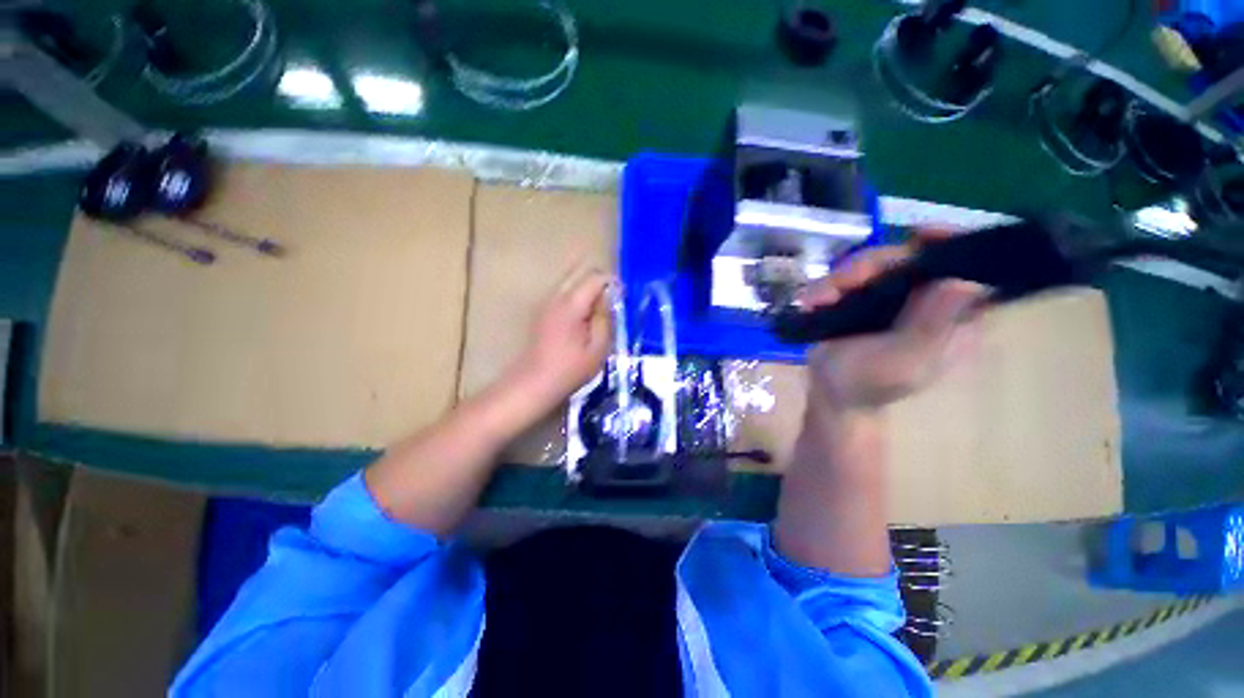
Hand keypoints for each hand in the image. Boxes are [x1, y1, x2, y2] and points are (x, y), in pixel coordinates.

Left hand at [507, 266, 612, 412]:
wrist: (534, 383)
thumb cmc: (570, 369)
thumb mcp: (598, 348)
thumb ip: (605, 318)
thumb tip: (611, 296)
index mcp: (571, 304)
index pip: (595, 277)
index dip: (612, 283)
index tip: (622, 298)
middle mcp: (555, 296)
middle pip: (579, 271)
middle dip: (598, 281)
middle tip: (611, 302)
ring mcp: (545, 302)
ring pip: (569, 280)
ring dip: (586, 288)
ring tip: (598, 312)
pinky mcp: (541, 311)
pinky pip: (562, 292)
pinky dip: (576, 296)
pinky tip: (582, 319)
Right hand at [799, 230, 987, 413]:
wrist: (832, 394)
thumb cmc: (870, 384)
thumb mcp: (904, 361)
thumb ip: (931, 327)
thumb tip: (963, 282)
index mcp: (954, 315)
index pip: (967, 267)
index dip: (949, 244)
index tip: (920, 234)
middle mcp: (926, 298)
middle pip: (906, 258)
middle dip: (868, 267)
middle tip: (837, 286)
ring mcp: (892, 296)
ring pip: (872, 264)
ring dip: (839, 279)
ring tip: (815, 301)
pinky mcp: (862, 297)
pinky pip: (847, 277)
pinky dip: (825, 286)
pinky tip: (811, 302)